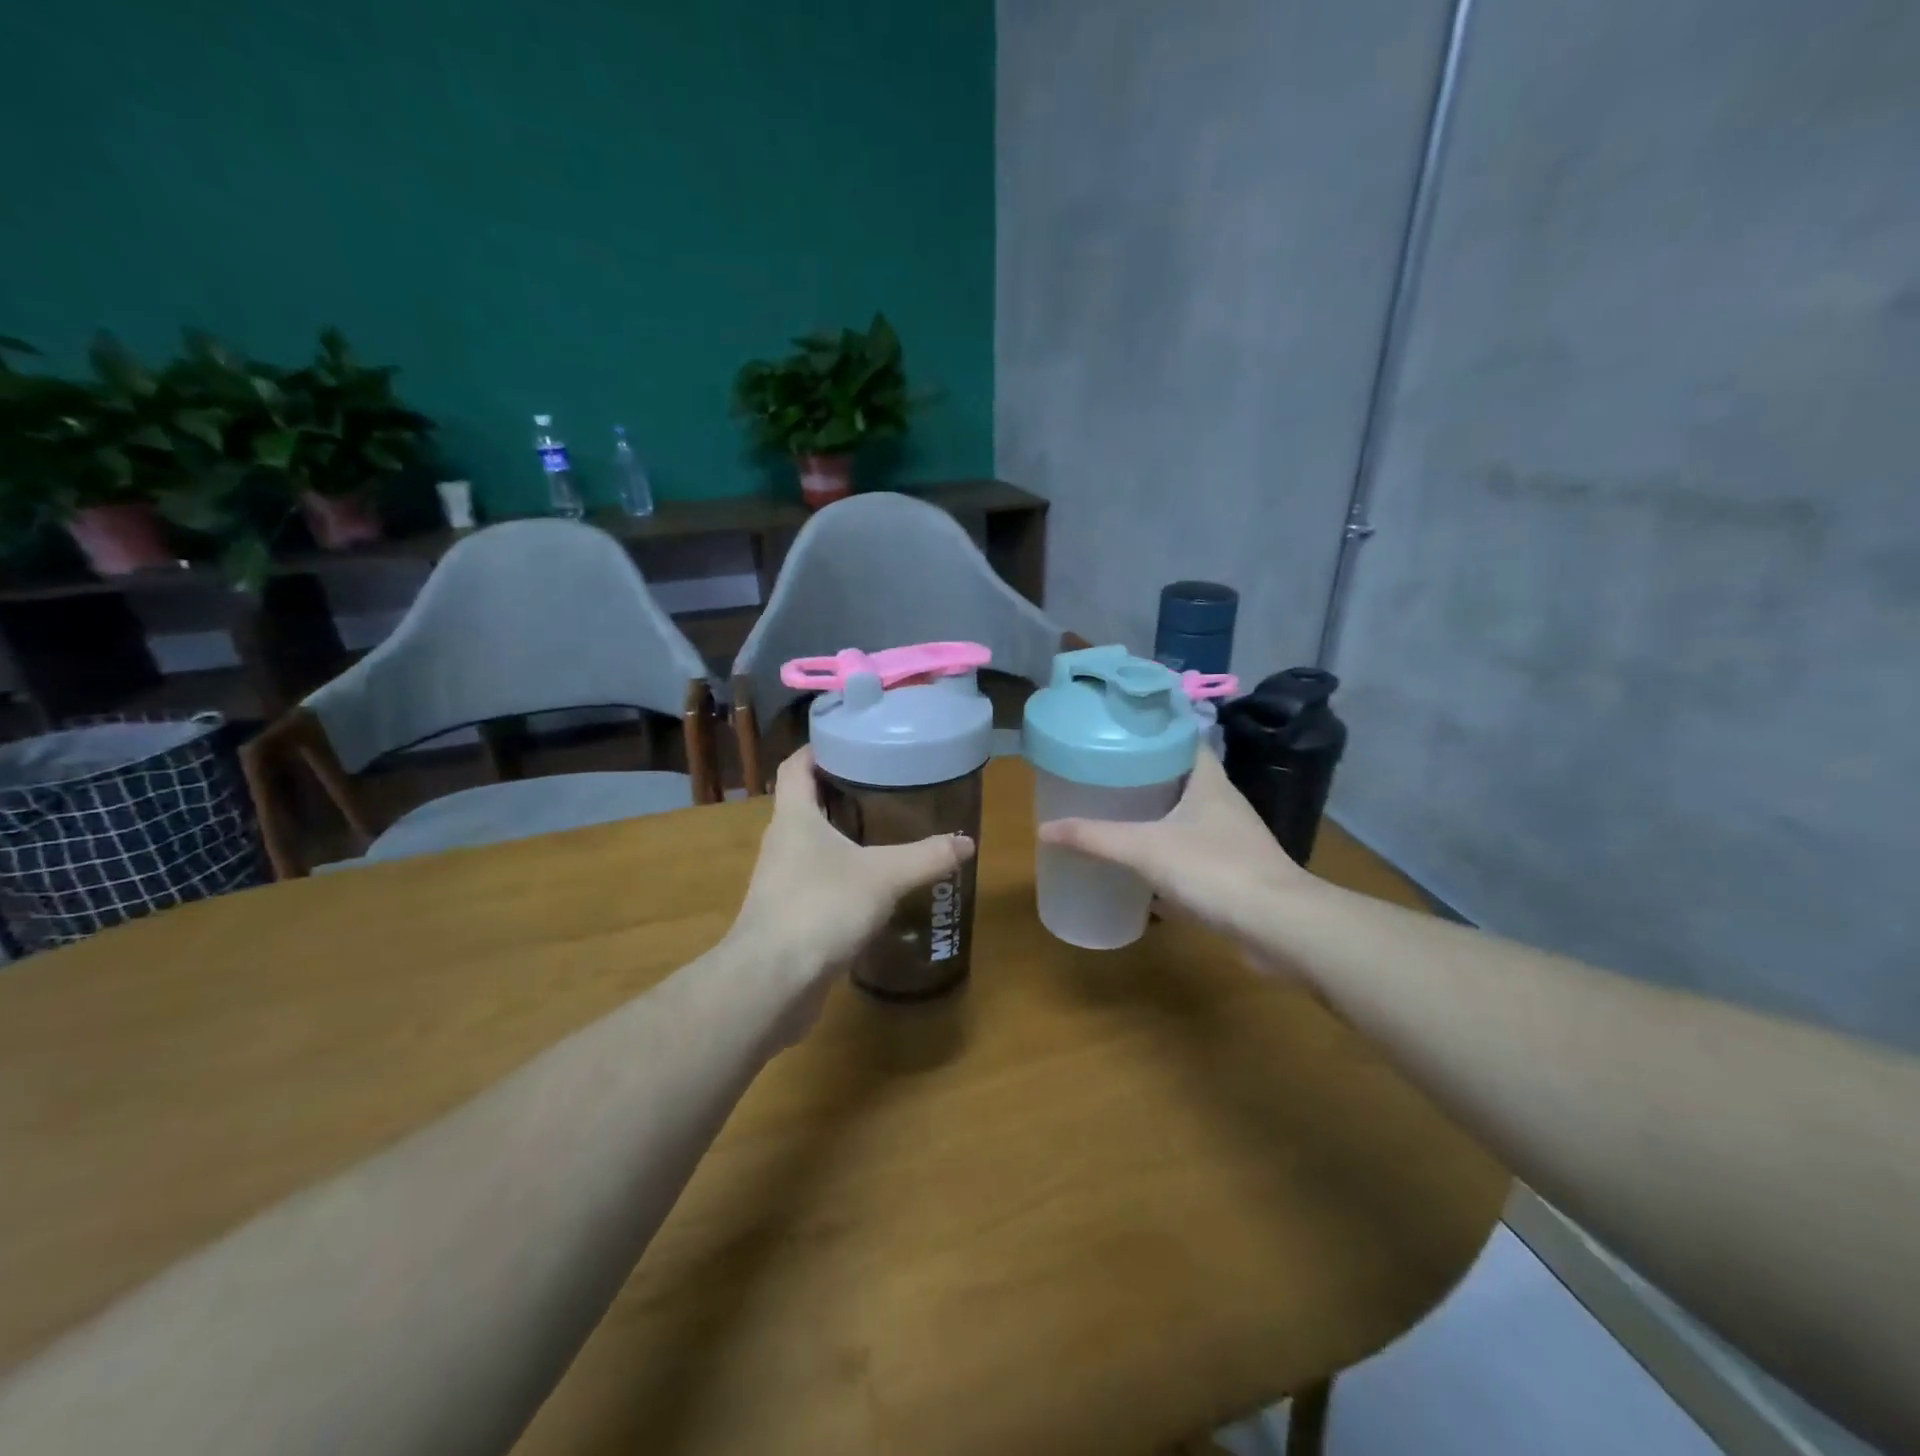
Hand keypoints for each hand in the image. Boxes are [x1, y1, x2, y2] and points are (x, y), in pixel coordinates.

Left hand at [728, 748, 975, 1007]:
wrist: (771, 982)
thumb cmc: (821, 908)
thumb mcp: (884, 877)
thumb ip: (927, 857)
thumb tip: (967, 842)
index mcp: (794, 818)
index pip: (796, 767)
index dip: (818, 749)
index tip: (850, 740)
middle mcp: (781, 843)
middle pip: (805, 803)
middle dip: (839, 791)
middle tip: (883, 785)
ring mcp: (780, 881)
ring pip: (811, 845)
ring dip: (840, 836)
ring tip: (883, 832)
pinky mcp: (786, 916)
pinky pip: (814, 881)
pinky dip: (840, 875)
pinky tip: (870, 887)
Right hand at [1037, 751, 1312, 949]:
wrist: (1279, 926)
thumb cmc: (1214, 869)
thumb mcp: (1145, 849)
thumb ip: (1094, 838)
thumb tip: (1043, 829)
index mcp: (1208, 780)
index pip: (1182, 739)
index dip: (1153, 731)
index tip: (1118, 731)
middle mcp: (1222, 802)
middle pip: (1180, 776)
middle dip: (1145, 774)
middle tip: (1103, 772)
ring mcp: (1230, 838)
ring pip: (1186, 814)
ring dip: (1156, 813)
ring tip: (1115, 811)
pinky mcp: (1232, 870)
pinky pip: (1190, 849)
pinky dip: (1166, 850)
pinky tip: (1140, 861)